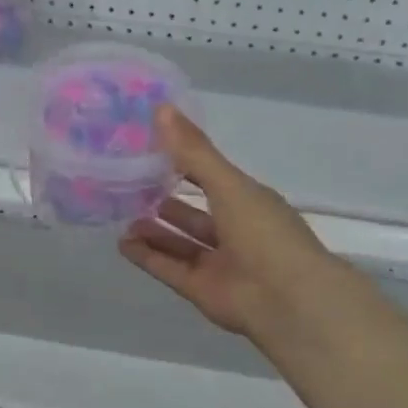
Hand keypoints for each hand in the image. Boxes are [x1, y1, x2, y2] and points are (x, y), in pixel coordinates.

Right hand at [119, 106, 339, 341]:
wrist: (287, 300)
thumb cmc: (264, 232)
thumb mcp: (228, 184)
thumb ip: (193, 151)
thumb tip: (161, 108)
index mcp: (247, 202)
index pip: (210, 177)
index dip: (183, 163)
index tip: (149, 149)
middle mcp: (234, 231)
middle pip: (193, 213)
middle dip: (164, 200)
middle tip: (127, 185)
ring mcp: (218, 262)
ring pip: (179, 242)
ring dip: (153, 230)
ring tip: (120, 215)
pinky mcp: (202, 290)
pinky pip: (169, 269)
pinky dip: (148, 257)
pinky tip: (122, 243)